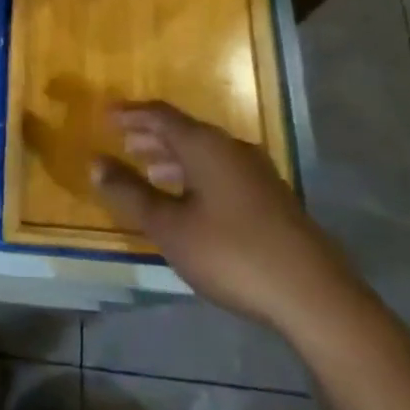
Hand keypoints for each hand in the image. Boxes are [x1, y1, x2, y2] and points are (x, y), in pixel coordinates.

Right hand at [92, 102, 371, 341]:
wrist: (314, 296)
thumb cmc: (232, 253)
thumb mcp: (170, 227)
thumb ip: (130, 193)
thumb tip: (95, 162)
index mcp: (205, 145)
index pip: (160, 115)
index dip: (130, 113)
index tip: (106, 114)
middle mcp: (232, 148)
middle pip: (184, 131)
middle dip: (151, 135)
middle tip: (124, 142)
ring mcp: (258, 172)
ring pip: (205, 153)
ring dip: (174, 157)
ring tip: (150, 169)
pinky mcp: (272, 198)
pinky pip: (222, 170)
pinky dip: (196, 174)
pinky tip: (191, 199)